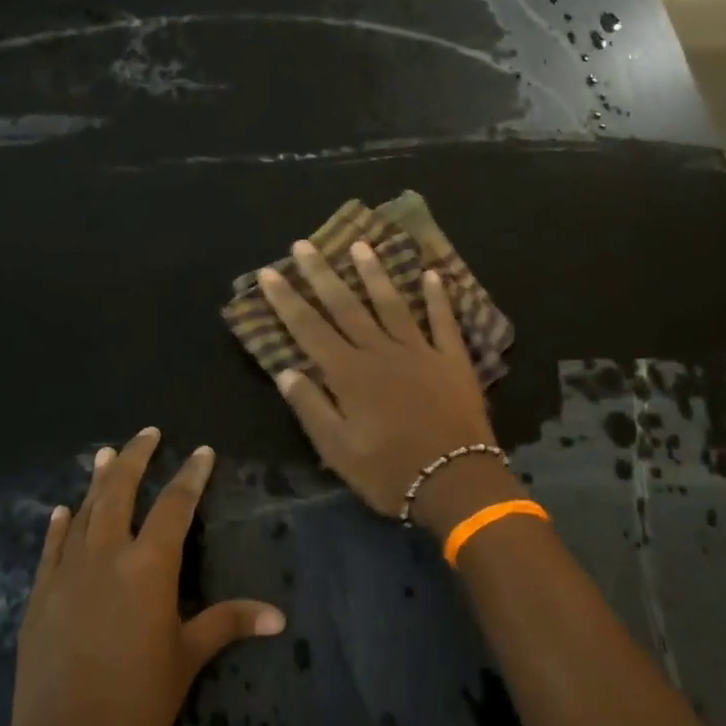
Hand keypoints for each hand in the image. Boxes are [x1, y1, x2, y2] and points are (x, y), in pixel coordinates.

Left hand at [5, 428, 285, 725]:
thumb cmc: (139, 702)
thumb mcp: (188, 657)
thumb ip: (228, 623)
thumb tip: (279, 617)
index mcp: (149, 567)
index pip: (175, 506)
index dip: (191, 476)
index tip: (202, 452)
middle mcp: (106, 557)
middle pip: (119, 492)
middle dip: (135, 458)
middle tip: (147, 433)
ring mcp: (66, 574)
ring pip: (83, 513)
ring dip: (96, 481)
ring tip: (104, 454)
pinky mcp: (39, 598)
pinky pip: (51, 548)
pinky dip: (58, 525)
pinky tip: (61, 510)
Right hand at [259, 239, 522, 528]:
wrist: (456, 481)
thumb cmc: (390, 471)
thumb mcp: (338, 450)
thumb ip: (311, 407)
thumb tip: (286, 371)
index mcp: (349, 374)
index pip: (309, 329)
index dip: (286, 300)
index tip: (269, 272)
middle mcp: (381, 352)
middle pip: (346, 306)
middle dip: (322, 274)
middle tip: (306, 244)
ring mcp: (420, 351)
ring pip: (392, 303)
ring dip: (375, 273)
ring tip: (362, 244)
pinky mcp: (452, 359)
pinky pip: (444, 321)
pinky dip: (438, 297)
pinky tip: (432, 275)